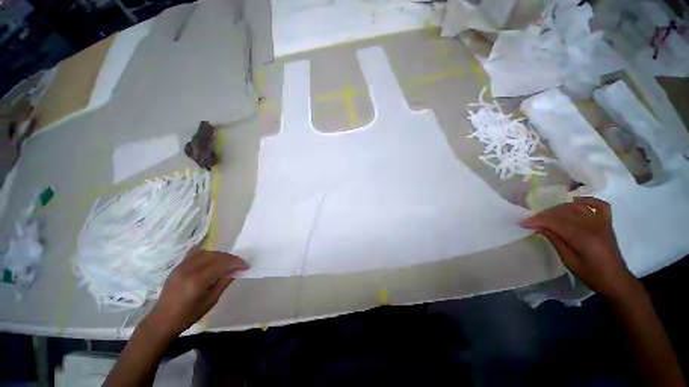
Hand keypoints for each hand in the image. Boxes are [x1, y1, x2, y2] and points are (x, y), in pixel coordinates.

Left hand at [142, 249, 248, 341]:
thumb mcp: (211, 301)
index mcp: (198, 280)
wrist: (162, 321)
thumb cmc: (188, 315)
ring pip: (207, 252)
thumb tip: (237, 270)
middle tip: (239, 264)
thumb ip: (224, 282)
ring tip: (227, 262)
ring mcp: (182, 266)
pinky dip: (208, 254)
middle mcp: (190, 269)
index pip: (223, 264)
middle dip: (231, 258)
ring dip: (220, 255)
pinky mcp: (178, 266)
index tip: (246, 266)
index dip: (237, 262)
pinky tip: (212, 260)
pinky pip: (195, 253)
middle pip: (216, 256)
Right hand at [520, 197, 641, 301]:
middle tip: (532, 222)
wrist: (615, 279)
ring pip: (576, 206)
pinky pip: (598, 204)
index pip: (555, 222)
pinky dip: (586, 201)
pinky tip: (576, 202)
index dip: (537, 221)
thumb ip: (555, 240)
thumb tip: (538, 227)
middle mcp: (592, 225)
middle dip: (544, 215)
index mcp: (582, 237)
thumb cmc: (590, 274)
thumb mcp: (568, 260)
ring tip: (549, 216)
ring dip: (559, 209)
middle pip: (563, 212)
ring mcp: (601, 222)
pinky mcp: (606, 222)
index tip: (522, 223)